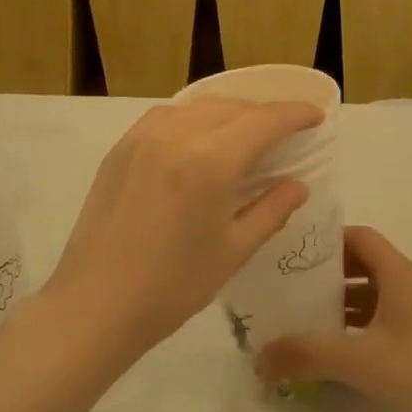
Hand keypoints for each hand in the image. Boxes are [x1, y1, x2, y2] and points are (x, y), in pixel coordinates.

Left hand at [43, 98, 320, 359]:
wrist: (95, 304)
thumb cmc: (173, 286)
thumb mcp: (233, 251)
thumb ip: (271, 210)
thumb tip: (298, 185)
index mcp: (210, 161)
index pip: (264, 121)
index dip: (295, 114)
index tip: (316, 116)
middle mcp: (177, 135)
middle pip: (233, 108)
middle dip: (265, 113)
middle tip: (286, 131)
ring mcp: (143, 137)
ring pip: (199, 106)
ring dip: (230, 112)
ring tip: (246, 132)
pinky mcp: (121, 147)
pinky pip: (167, 116)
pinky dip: (194, 117)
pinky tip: (200, 139)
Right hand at [255, 227, 411, 411]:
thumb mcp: (359, 361)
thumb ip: (307, 355)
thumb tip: (259, 357)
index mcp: (400, 274)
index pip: (361, 237)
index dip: (329, 239)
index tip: (295, 251)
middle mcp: (411, 284)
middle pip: (364, 263)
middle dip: (328, 272)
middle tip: (291, 284)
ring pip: (373, 293)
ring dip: (341, 300)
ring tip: (304, 316)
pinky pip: (382, 317)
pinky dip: (357, 323)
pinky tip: (335, 348)